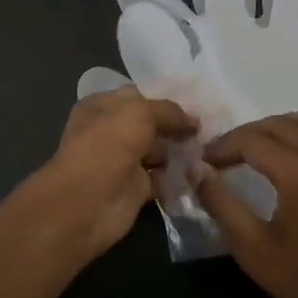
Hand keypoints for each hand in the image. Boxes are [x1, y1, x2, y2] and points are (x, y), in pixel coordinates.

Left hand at [42, 86, 196, 256]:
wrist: (87, 202)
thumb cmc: (108, 144)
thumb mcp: (140, 113)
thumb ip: (169, 111)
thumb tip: (194, 120)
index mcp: (103, 106)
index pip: (140, 96)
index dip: (167, 97)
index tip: (198, 101)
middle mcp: (111, 131)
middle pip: (151, 124)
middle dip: (178, 125)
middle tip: (209, 127)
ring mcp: (123, 160)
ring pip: (159, 151)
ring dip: (181, 152)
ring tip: (210, 149)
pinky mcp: (135, 188)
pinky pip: (162, 178)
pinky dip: (179, 177)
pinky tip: (200, 172)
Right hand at [196, 111, 297, 297]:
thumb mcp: (253, 248)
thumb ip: (221, 203)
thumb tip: (196, 170)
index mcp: (297, 171)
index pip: (250, 140)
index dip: (221, 146)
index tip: (202, 162)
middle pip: (275, 124)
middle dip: (243, 134)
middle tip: (220, 156)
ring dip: (274, 126)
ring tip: (254, 149)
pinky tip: (289, 156)